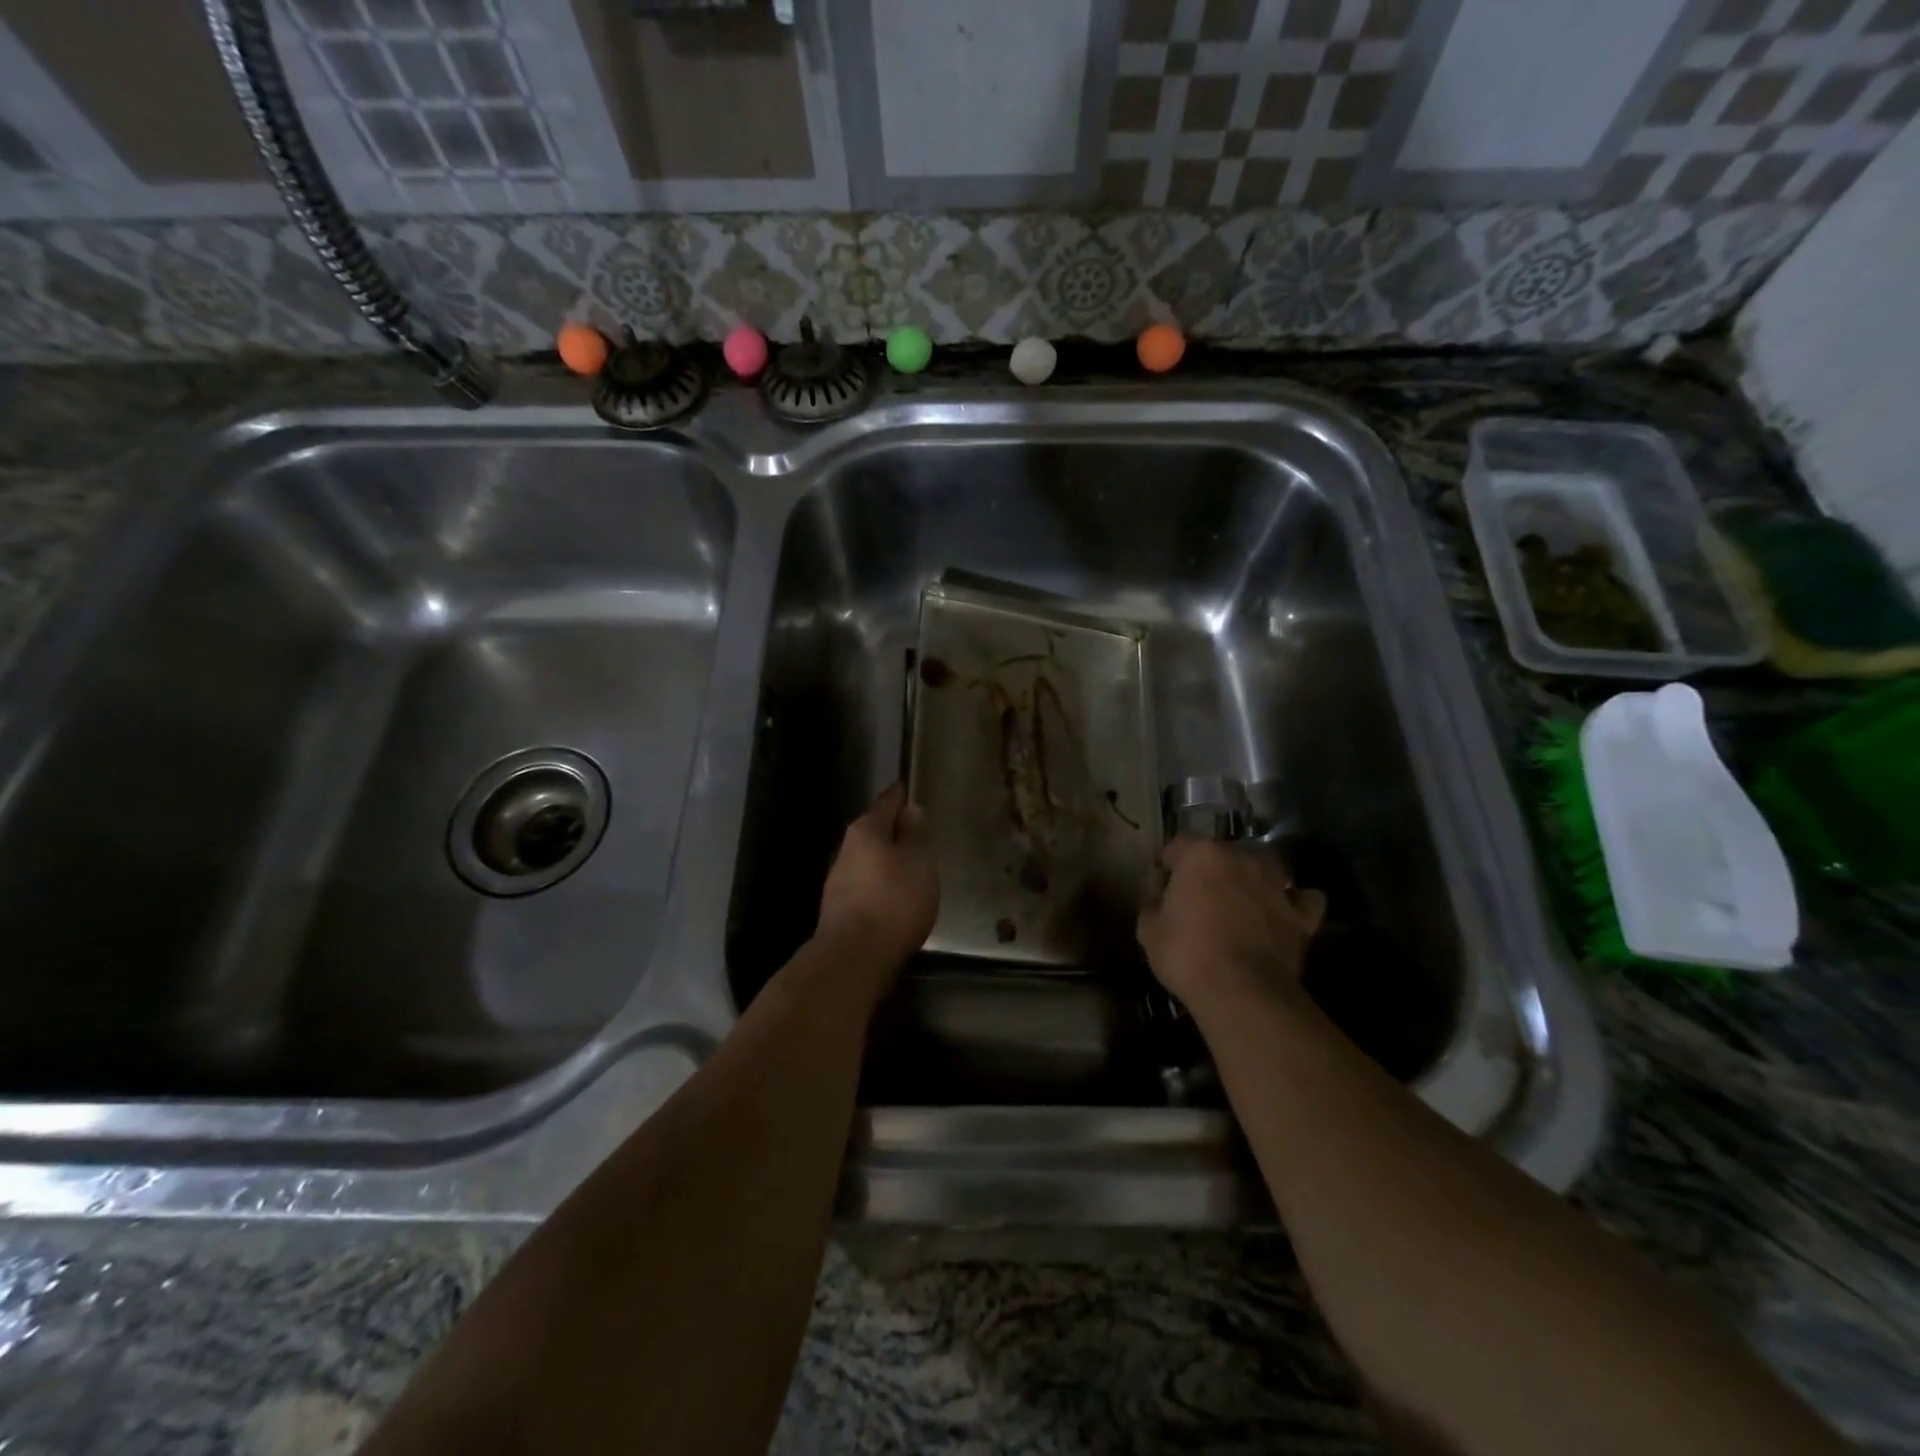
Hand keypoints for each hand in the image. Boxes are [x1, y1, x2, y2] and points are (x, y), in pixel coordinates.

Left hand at [817, 784, 939, 970]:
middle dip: (894, 832)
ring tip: (912, 869)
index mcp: (866, 831)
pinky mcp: (839, 910)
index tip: (912, 788)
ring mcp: (838, 882)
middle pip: (874, 832)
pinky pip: (866, 888)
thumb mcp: (918, 861)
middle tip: (920, 833)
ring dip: (887, 862)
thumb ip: (914, 834)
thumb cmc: (893, 900)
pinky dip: (881, 887)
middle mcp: (846, 850)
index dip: (902, 795)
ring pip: (868, 861)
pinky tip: (896, 899)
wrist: (854, 958)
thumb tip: (909, 810)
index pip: (887, 802)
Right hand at [1137, 838, 1326, 1017]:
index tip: (1161, 889)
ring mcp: (1276, 885)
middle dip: (1209, 872)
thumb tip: (1159, 898)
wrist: (1241, 992)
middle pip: (1222, 855)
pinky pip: (1301, 899)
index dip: (1167, 867)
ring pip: (1264, 869)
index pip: (1178, 846)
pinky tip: (1282, 914)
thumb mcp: (1148, 929)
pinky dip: (1293, 903)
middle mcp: (1242, 859)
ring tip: (1240, 905)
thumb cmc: (1186, 954)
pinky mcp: (1302, 915)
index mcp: (1201, 855)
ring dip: (1251, 881)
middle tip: (1198, 900)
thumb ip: (1152, 903)